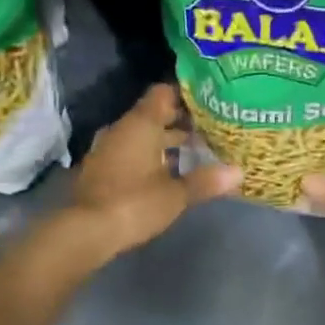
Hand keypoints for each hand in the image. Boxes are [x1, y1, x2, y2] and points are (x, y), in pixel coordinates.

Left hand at [65, 84, 241, 259]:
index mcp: (141, 124)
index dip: (186, 95)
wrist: (86, 231)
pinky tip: (168, 172)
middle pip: (154, 115)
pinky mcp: (101, 169)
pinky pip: (130, 152)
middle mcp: (122, 129)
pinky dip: (149, 156)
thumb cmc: (135, 203)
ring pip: (142, 135)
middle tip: (211, 129)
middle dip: (180, 121)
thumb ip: (206, 181)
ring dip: (165, 141)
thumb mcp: (176, 195)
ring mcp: (108, 149)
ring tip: (195, 152)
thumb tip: (239, 172)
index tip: (209, 102)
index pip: (163, 93)